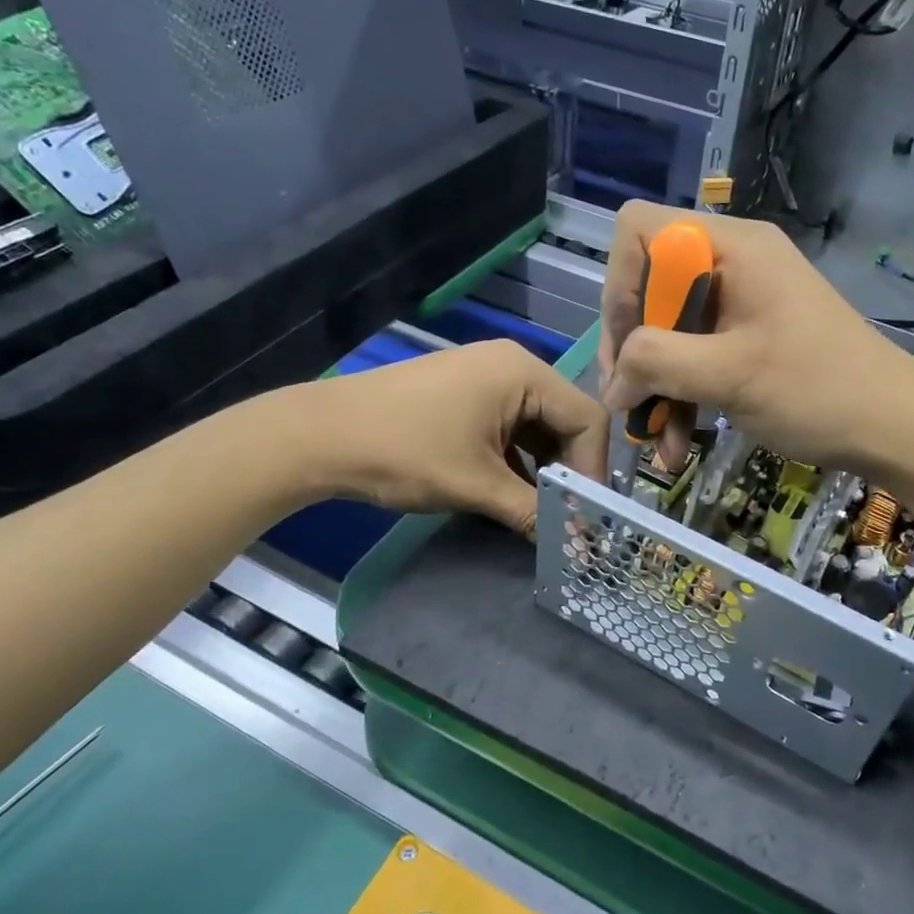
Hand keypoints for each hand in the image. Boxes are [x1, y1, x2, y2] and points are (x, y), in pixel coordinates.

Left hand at [312, 341, 607, 535]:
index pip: (587, 418)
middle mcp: (512, 365)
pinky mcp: (465, 393)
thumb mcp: (475, 485)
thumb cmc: (404, 452)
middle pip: (565, 420)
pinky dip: (518, 459)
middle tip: (570, 517)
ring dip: (544, 468)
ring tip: (544, 511)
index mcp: (523, 372)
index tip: (588, 516)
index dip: (594, 470)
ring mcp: (486, 377)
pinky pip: (510, 426)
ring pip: (538, 425)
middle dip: (569, 470)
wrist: (320, 436)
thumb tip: (577, 547)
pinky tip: (514, 493)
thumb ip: (533, 512)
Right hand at [599, 200, 913, 475]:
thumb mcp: (728, 375)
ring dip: (656, 387)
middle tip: (630, 404)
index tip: (627, 347)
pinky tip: (678, 445)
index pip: (639, 232)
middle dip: (633, 352)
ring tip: (654, 442)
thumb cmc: (817, 390)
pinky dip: (683, 395)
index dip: (619, 286)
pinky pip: (696, 355)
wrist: (895, 426)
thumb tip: (612, 384)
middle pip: (648, 288)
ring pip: (669, 331)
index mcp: (730, 248)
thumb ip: (656, 363)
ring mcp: (741, 301)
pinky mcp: (748, 336)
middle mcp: (731, 263)